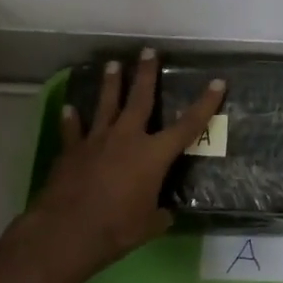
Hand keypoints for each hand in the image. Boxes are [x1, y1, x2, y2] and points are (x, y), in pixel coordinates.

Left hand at [7, 48, 223, 282]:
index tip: (217, 82)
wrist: (66, 231)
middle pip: (140, 99)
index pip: (187, 126)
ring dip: (111, 84)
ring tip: (112, 64)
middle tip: (148, 50)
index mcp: (153, 155)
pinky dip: (71, 119)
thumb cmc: (116, 229)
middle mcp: (127, 139)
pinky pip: (73, 130)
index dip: (205, 104)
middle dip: (146, 73)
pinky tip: (69, 107)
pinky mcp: (71, 151)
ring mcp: (96, 141)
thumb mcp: (149, 225)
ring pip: (106, 105)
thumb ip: (159, 213)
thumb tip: (164, 213)